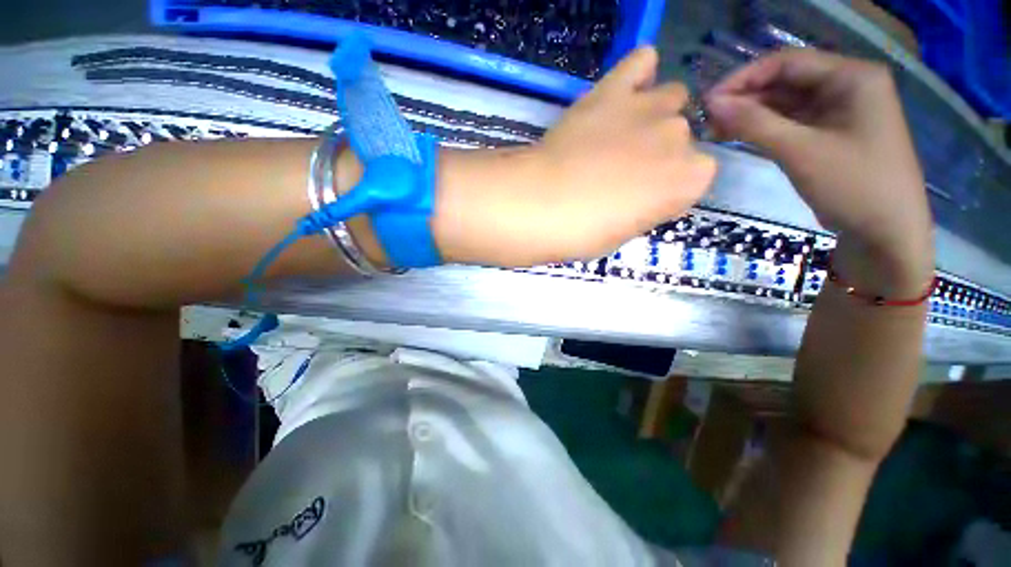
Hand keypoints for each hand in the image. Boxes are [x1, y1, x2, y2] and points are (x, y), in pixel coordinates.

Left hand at [431, 47, 716, 266]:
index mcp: (689, 181)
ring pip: (671, 97)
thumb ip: (647, 206)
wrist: (543, 204)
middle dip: (658, 152)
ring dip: (653, 113)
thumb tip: (645, 191)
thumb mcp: (625, 233)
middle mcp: (680, 137)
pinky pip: (641, 61)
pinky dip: (638, 72)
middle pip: (680, 137)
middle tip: (621, 170)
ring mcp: (648, 108)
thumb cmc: (583, 232)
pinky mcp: (613, 90)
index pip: (695, 176)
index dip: (668, 187)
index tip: (643, 197)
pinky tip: (625, 88)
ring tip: (621, 132)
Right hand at [705, 49, 933, 295]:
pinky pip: (792, 123)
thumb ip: (754, 123)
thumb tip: (712, 104)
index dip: (744, 78)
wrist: (885, 233)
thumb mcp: (800, 151)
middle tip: (707, 120)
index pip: (787, 63)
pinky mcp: (831, 134)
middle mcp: (847, 86)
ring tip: (715, 130)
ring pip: (786, 104)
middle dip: (745, 99)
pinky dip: (765, 129)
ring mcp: (840, 111)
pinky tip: (739, 136)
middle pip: (786, 82)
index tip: (708, 101)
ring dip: (751, 115)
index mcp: (852, 77)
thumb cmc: (853, 185)